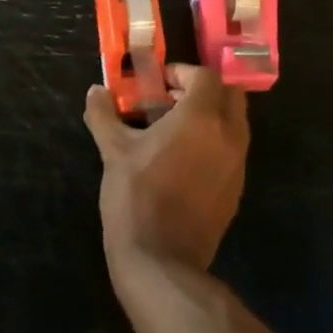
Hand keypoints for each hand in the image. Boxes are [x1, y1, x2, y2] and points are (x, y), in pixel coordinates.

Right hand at [83, 63, 249, 273]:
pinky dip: (215, 142)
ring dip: (211, 116)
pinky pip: (233, 150)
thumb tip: (95, 91)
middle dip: (203, 90)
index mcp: (202, 117)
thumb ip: (104, 115)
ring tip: (174, 131)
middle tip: (171, 101)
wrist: (161, 259)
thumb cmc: (136, 196)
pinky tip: (184, 160)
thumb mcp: (114, 151)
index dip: (182, 73)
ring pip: (235, 122)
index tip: (159, 84)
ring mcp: (238, 163)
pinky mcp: (237, 188)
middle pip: (229, 94)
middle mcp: (229, 134)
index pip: (205, 76)